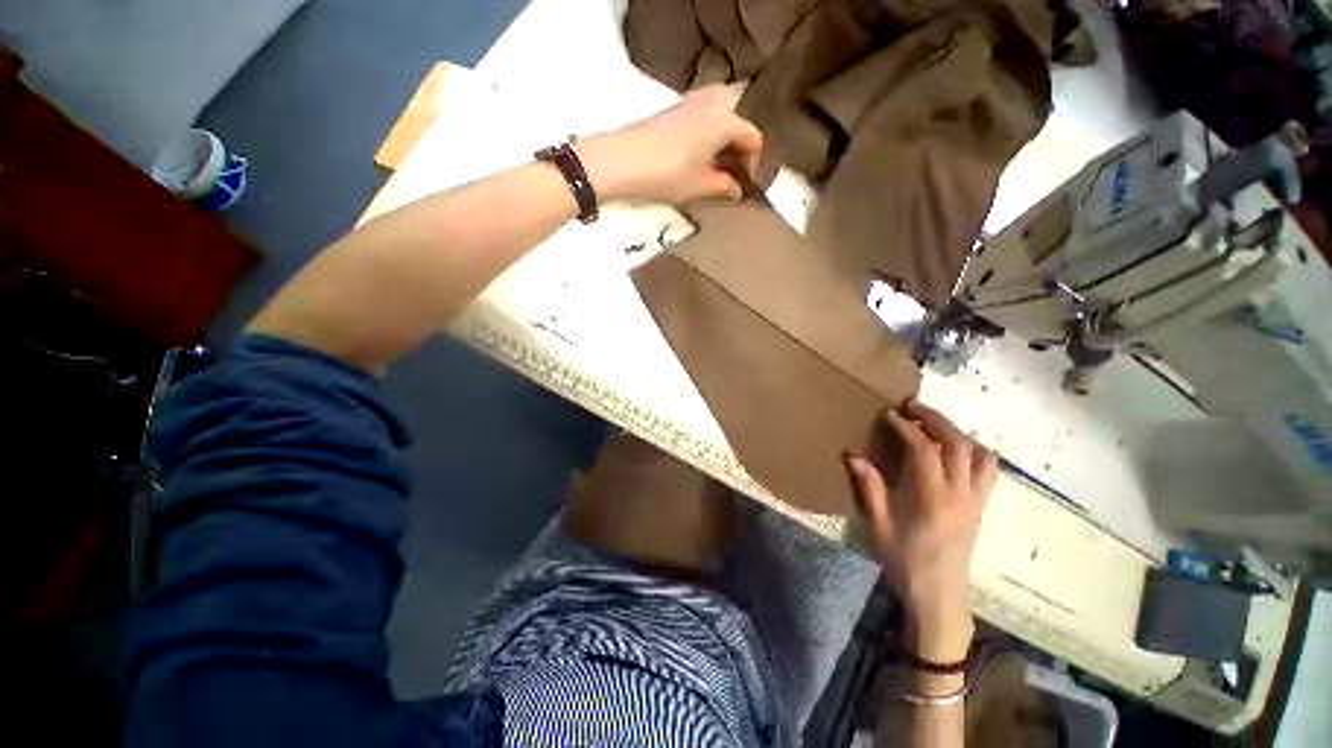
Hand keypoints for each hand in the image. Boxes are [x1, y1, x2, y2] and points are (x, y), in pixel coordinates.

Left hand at [574, 85, 762, 204]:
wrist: (621, 161)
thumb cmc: (667, 174)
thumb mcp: (699, 186)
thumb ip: (724, 187)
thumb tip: (737, 190)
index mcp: (725, 120)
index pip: (753, 138)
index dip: (753, 164)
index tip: (741, 186)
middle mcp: (712, 102)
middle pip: (738, 121)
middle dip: (738, 149)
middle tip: (730, 175)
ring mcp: (690, 101)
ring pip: (720, 116)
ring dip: (723, 140)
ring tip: (713, 167)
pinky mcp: (673, 108)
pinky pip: (703, 115)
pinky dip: (707, 133)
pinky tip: (696, 157)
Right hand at [846, 401, 996, 661]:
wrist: (941, 597)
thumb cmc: (905, 562)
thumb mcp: (880, 526)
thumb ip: (869, 488)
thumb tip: (854, 456)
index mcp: (933, 499)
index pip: (924, 450)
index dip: (906, 427)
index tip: (889, 414)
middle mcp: (961, 494)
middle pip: (957, 443)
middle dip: (935, 418)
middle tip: (912, 405)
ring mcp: (977, 500)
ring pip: (979, 454)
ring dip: (957, 432)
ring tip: (934, 424)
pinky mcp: (982, 507)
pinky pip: (987, 470)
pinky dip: (973, 450)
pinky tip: (954, 451)